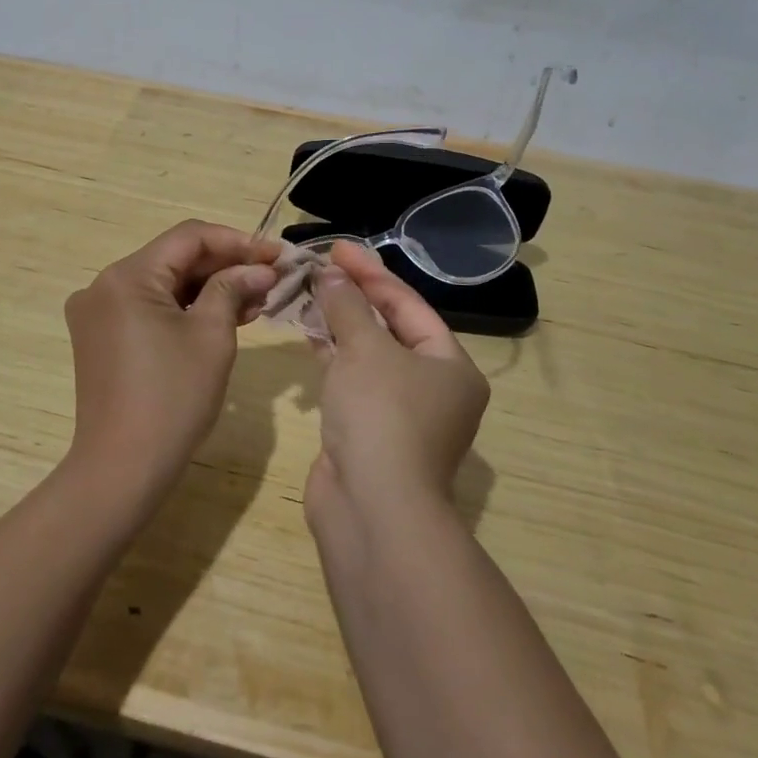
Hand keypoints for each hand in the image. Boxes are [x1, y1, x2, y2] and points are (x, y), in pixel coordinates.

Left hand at [63, 220, 281, 501]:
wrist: (122, 470)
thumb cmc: (172, 398)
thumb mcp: (212, 336)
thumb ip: (233, 289)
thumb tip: (260, 267)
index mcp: (126, 276)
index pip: (189, 237)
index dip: (237, 241)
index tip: (276, 254)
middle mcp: (104, 285)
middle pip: (175, 259)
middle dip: (225, 266)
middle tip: (272, 278)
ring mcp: (99, 313)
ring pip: (164, 284)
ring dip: (209, 289)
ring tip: (257, 300)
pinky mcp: (102, 338)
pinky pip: (150, 308)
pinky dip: (186, 310)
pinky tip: (224, 317)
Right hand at [306, 241, 490, 521]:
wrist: (373, 509)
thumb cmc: (382, 415)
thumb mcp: (365, 349)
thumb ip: (347, 307)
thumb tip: (332, 275)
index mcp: (450, 365)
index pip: (408, 304)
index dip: (371, 272)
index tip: (337, 248)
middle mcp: (432, 387)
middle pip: (390, 327)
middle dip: (355, 296)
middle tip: (321, 267)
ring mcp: (400, 413)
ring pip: (368, 354)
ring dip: (339, 324)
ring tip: (308, 291)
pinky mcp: (369, 430)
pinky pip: (351, 379)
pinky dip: (331, 355)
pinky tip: (308, 332)